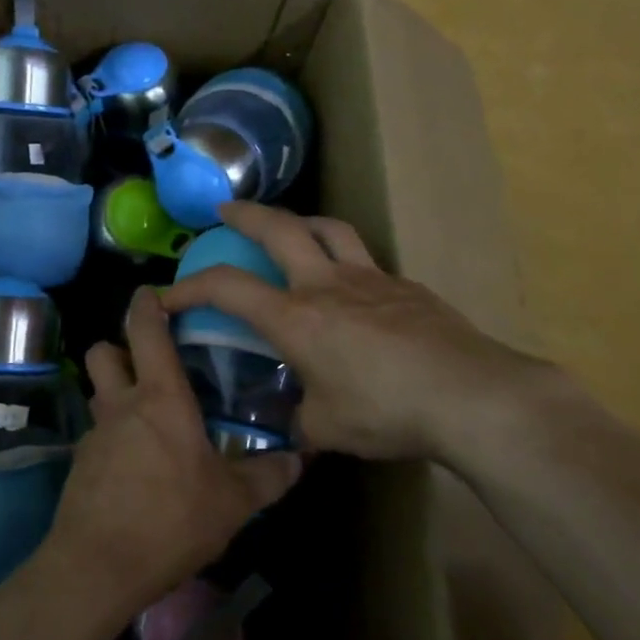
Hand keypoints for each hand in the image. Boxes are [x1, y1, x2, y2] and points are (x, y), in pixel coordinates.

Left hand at [36, 287, 302, 615]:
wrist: (97, 567)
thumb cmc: (171, 520)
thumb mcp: (232, 502)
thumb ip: (267, 476)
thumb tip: (299, 459)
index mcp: (160, 397)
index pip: (146, 330)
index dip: (146, 304)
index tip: (152, 292)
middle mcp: (122, 405)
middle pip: (103, 352)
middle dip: (119, 347)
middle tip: (149, 362)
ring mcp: (95, 435)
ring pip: (97, 393)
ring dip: (115, 392)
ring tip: (147, 416)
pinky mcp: (79, 466)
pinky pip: (96, 434)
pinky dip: (112, 437)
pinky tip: (134, 466)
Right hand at [160, 203, 552, 460]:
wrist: (470, 395)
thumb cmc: (387, 410)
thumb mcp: (329, 429)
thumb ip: (302, 421)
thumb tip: (295, 425)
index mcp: (297, 318)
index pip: (228, 288)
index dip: (191, 286)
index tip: (169, 294)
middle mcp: (327, 285)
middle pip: (280, 228)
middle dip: (246, 213)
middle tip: (227, 210)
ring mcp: (372, 279)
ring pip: (329, 229)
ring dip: (302, 221)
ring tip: (291, 227)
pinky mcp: (407, 286)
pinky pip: (367, 262)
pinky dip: (347, 261)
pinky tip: (354, 289)